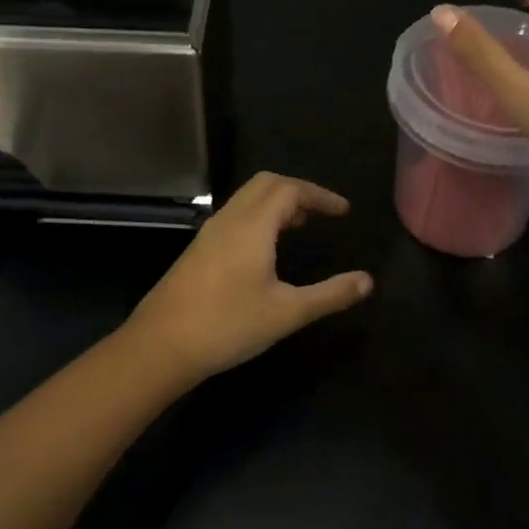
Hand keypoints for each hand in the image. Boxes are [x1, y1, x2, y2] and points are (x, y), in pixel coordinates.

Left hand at [126, 173, 373, 377]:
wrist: (161, 344)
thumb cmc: (228, 324)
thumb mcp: (287, 312)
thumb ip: (330, 295)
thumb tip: (367, 281)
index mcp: (252, 225)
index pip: (290, 189)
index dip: (320, 195)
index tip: (343, 212)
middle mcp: (229, 219)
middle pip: (266, 184)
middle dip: (298, 192)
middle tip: (322, 214)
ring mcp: (209, 233)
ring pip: (247, 200)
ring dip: (276, 204)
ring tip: (301, 228)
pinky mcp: (198, 250)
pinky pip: (235, 216)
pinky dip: (259, 218)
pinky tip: (266, 250)